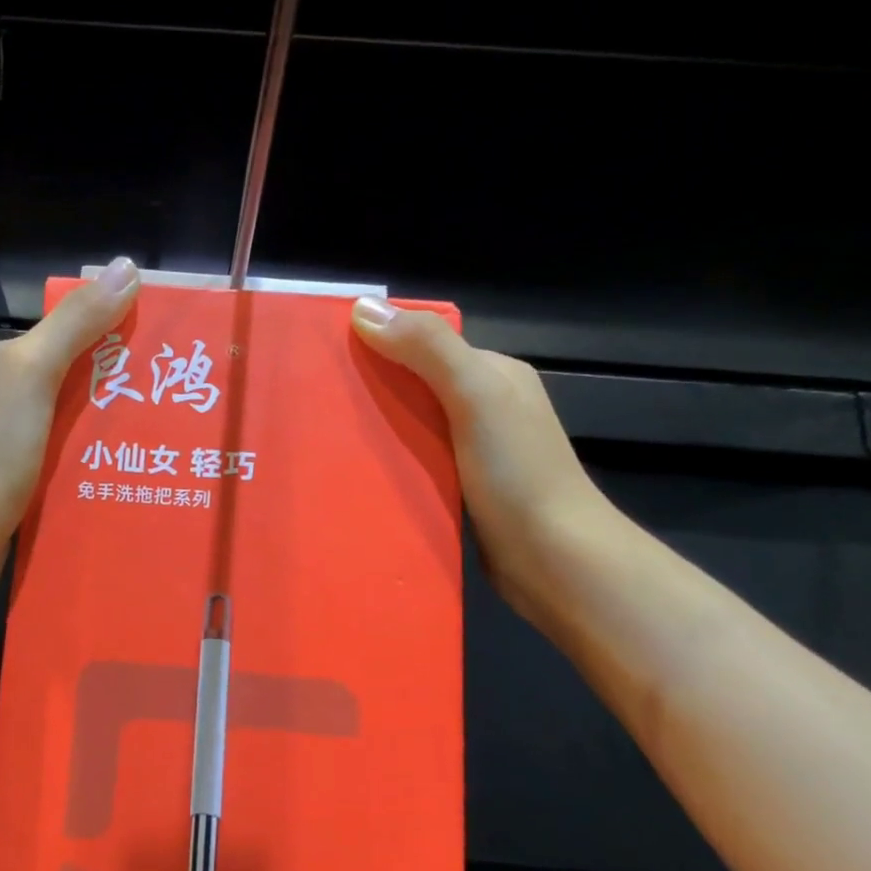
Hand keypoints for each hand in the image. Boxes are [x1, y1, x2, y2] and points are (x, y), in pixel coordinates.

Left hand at [0, 257, 142, 563]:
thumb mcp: (31, 372)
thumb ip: (76, 323)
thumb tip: (126, 267)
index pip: (49, 338)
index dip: (98, 342)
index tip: (145, 359)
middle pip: (54, 382)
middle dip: (100, 391)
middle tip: (153, 404)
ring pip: (53, 425)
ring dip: (91, 431)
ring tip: (142, 440)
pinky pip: (46, 461)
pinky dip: (74, 462)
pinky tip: (108, 472)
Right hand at [350, 296, 618, 617]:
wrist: (555, 561)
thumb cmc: (518, 473)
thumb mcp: (475, 395)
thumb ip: (428, 349)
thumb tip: (364, 309)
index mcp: (492, 373)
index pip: (425, 343)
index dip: (379, 343)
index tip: (326, 356)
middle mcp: (483, 406)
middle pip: (414, 384)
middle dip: (369, 388)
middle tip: (314, 402)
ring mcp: (472, 449)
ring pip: (410, 426)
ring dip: (374, 430)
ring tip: (323, 439)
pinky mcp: (459, 487)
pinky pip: (413, 462)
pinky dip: (387, 463)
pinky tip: (356, 472)